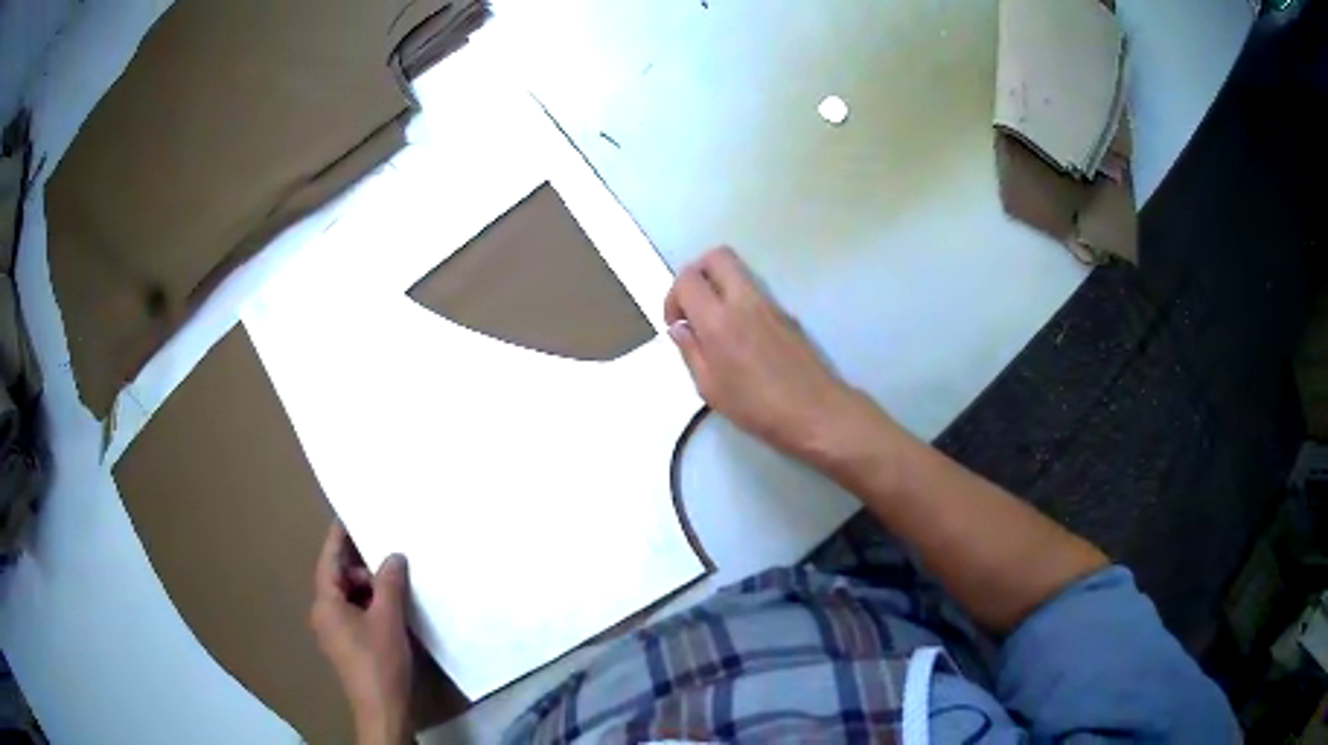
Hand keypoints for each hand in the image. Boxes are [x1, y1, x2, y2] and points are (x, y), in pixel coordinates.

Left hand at [310, 523, 413, 744]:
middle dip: (363, 569)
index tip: (348, 515)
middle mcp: (323, 614)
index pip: (329, 559)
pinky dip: (370, 607)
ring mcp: (333, 632)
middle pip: (339, 578)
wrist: (383, 709)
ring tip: (396, 593)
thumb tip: (394, 556)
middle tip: (390, 567)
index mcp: (325, 603)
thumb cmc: (380, 662)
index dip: (339, 537)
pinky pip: (354, 614)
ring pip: (348, 598)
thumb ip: (389, 582)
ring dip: (369, 591)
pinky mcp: (346, 646)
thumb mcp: (388, 618)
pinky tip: (392, 614)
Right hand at [664, 247, 881, 461]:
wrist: (816, 412)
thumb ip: (691, 352)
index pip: (687, 278)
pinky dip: (739, 302)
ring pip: (738, 272)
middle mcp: (744, 301)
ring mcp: (770, 304)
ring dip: (719, 287)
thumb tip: (680, 328)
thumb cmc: (757, 408)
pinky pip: (755, 293)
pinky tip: (742, 340)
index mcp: (719, 320)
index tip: (677, 324)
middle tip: (693, 306)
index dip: (673, 296)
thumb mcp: (710, 388)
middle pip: (717, 257)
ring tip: (716, 327)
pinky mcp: (787, 314)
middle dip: (697, 273)